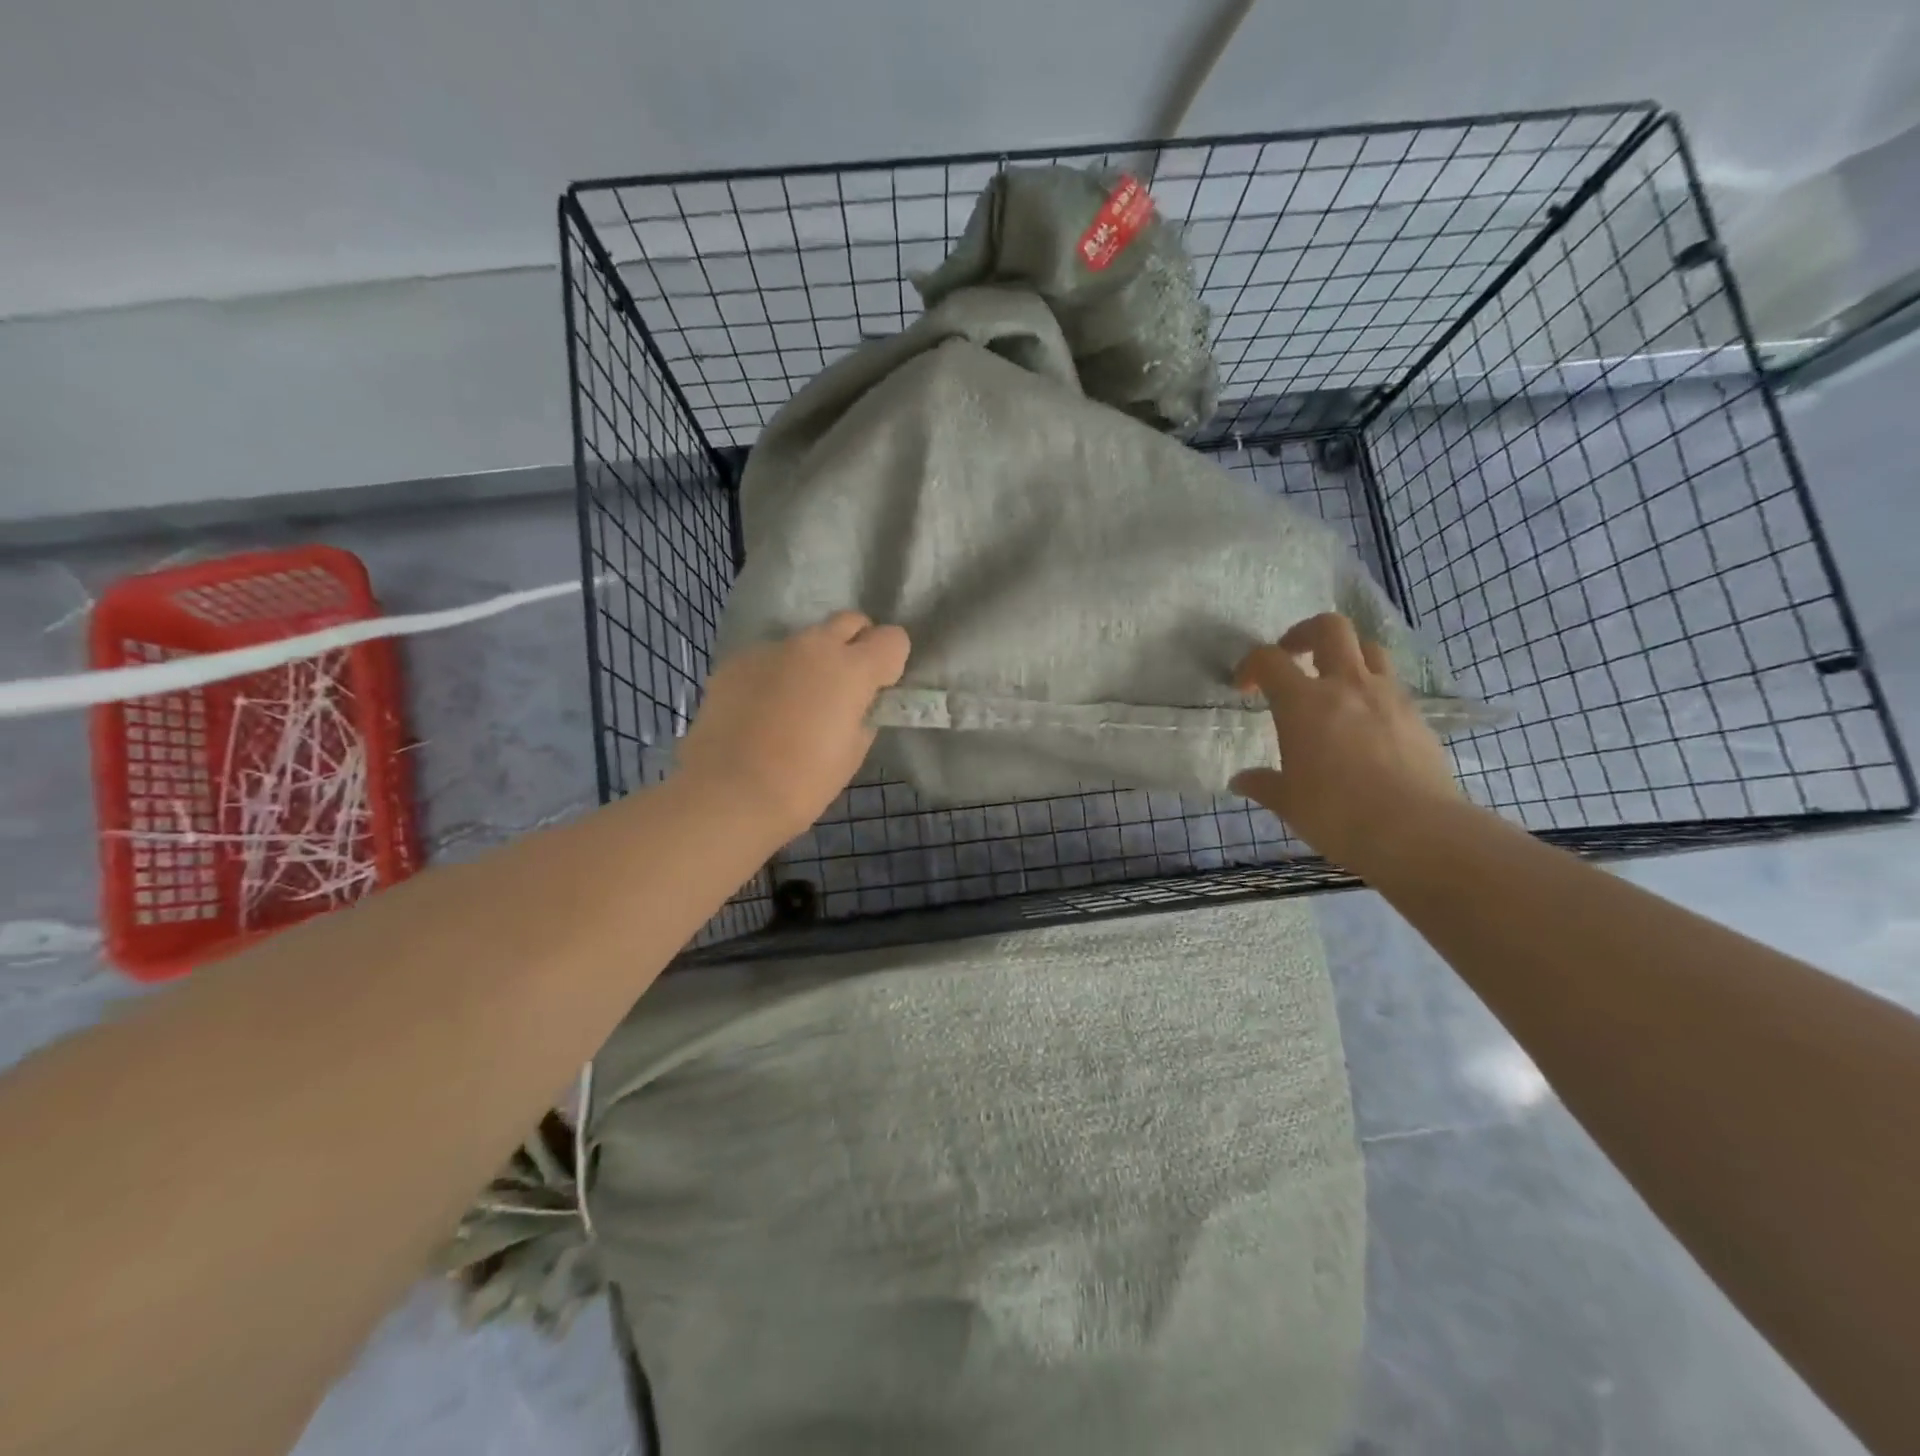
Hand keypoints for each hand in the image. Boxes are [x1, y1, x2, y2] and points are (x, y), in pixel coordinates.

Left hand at [677, 612, 909, 841]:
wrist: (728, 792)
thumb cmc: (804, 781)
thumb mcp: (852, 752)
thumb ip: (863, 714)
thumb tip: (857, 703)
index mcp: (852, 669)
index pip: (893, 638)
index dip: (891, 662)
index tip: (880, 688)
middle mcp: (814, 646)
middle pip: (849, 622)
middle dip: (856, 644)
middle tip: (845, 684)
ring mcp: (771, 649)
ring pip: (805, 641)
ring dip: (811, 662)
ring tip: (796, 703)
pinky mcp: (737, 661)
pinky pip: (769, 658)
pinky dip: (774, 676)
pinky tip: (762, 711)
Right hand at [1231, 612, 1460, 872]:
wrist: (1416, 831)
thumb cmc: (1337, 813)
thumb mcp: (1288, 802)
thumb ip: (1263, 784)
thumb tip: (1240, 781)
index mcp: (1303, 702)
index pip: (1269, 659)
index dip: (1250, 665)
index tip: (1244, 687)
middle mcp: (1346, 686)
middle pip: (1330, 628)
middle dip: (1304, 633)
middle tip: (1292, 656)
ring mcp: (1388, 697)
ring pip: (1369, 649)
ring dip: (1345, 655)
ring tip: (1333, 682)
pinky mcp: (1417, 716)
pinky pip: (1391, 685)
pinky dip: (1372, 690)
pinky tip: (1364, 722)